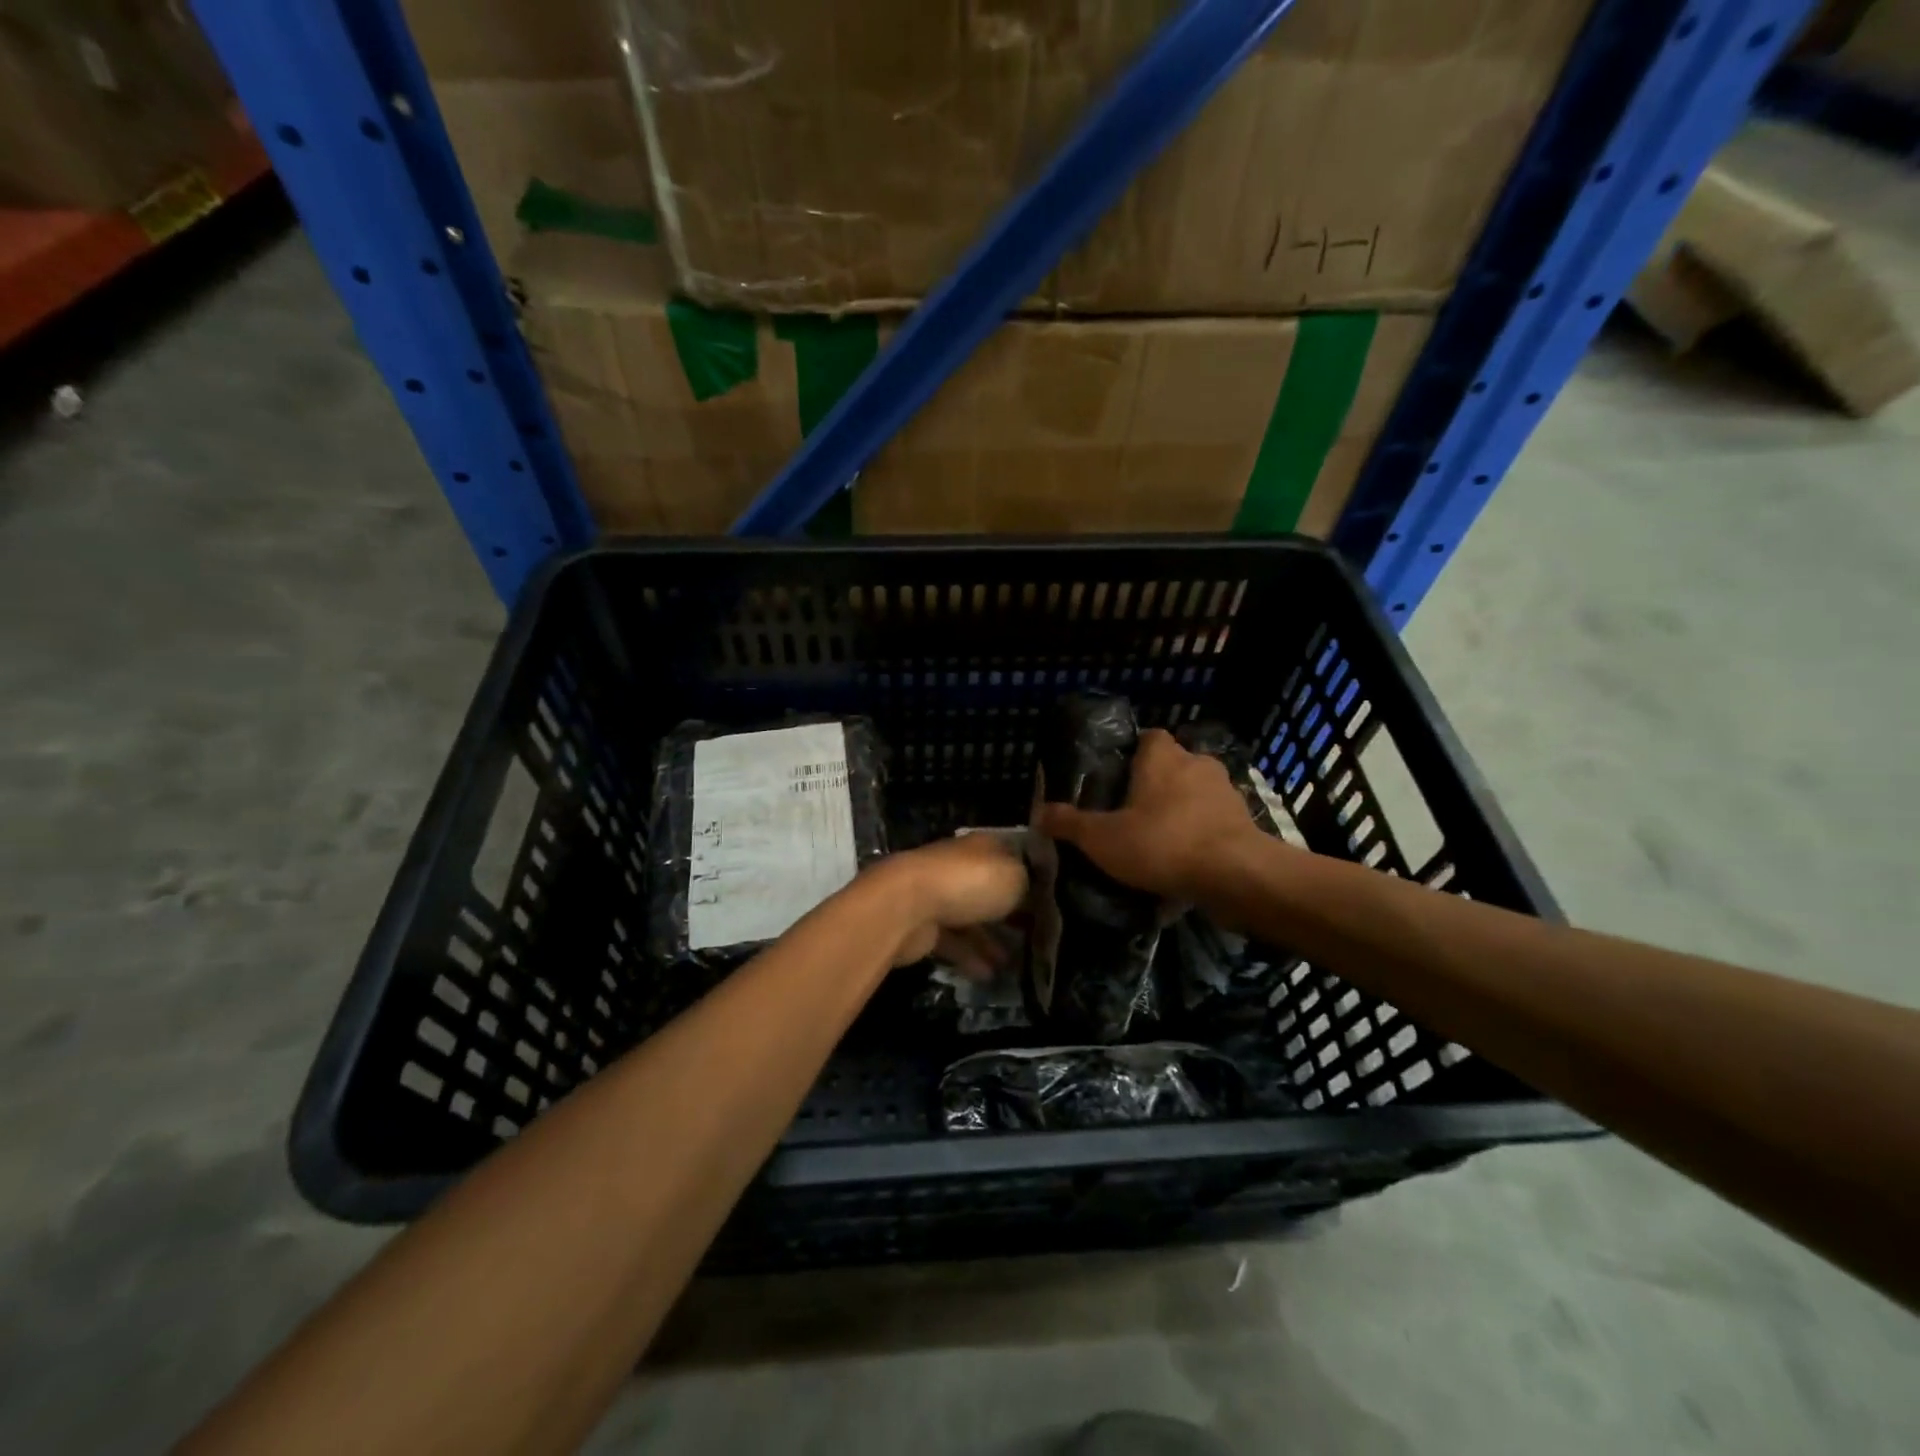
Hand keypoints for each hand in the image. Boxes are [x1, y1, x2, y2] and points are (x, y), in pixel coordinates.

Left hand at [867, 832, 1029, 973]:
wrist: (907, 905)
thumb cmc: (968, 883)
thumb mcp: (1015, 877)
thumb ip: (1030, 885)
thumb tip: (1036, 894)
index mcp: (983, 847)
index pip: (1013, 857)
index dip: (1033, 877)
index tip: (1052, 901)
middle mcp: (961, 866)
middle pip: (991, 889)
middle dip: (1013, 912)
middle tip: (1037, 936)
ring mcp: (940, 895)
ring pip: (973, 918)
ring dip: (992, 940)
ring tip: (1016, 964)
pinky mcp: (924, 924)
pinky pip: (954, 941)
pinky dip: (971, 957)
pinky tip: (990, 975)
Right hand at [1035, 728, 1266, 900]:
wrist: (1235, 875)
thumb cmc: (1162, 843)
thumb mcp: (1102, 838)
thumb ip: (1070, 824)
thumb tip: (1039, 813)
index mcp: (1161, 756)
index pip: (1148, 736)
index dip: (1132, 753)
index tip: (1116, 777)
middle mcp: (1196, 763)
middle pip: (1172, 764)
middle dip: (1155, 783)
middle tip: (1132, 812)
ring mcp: (1225, 790)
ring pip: (1195, 791)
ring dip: (1181, 808)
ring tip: (1159, 838)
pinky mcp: (1244, 819)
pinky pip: (1214, 818)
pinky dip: (1201, 831)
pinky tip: (1186, 857)